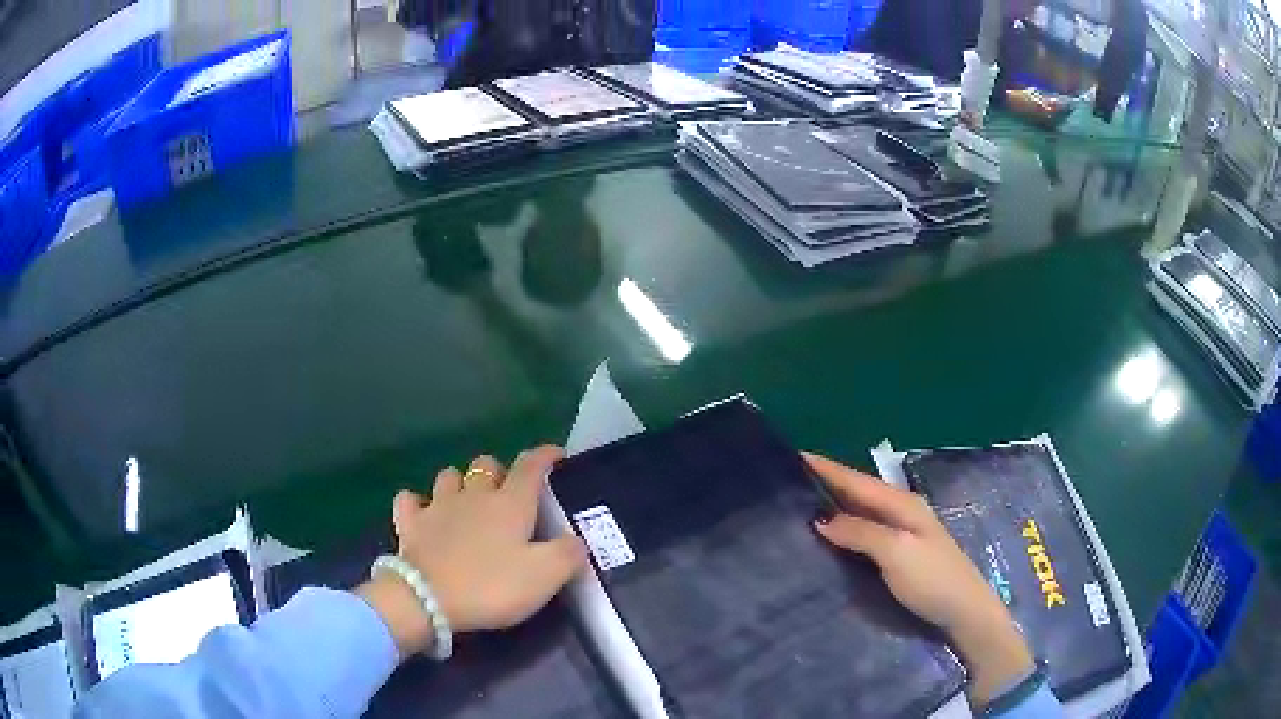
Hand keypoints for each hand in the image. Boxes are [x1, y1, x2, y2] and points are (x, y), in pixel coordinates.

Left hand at [358, 445, 586, 656]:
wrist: (426, 599)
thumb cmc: (490, 586)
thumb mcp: (544, 577)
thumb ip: (568, 555)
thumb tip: (577, 540)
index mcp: (510, 504)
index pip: (531, 466)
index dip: (546, 456)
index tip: (556, 455)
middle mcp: (473, 495)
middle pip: (486, 464)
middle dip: (499, 472)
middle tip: (508, 495)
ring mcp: (437, 506)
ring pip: (448, 476)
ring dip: (459, 483)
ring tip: (467, 502)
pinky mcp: (410, 524)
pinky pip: (409, 500)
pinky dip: (417, 502)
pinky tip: (423, 512)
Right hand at [805, 453, 1032, 706]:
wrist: (964, 610)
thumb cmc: (932, 578)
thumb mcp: (896, 552)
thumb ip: (861, 532)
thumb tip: (822, 520)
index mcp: (901, 504)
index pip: (856, 480)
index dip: (827, 469)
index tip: (794, 457)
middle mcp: (901, 510)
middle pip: (858, 491)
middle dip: (827, 483)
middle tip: (789, 482)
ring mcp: (903, 531)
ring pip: (861, 509)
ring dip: (834, 504)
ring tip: (800, 504)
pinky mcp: (900, 551)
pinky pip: (865, 528)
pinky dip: (845, 525)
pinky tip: (830, 534)